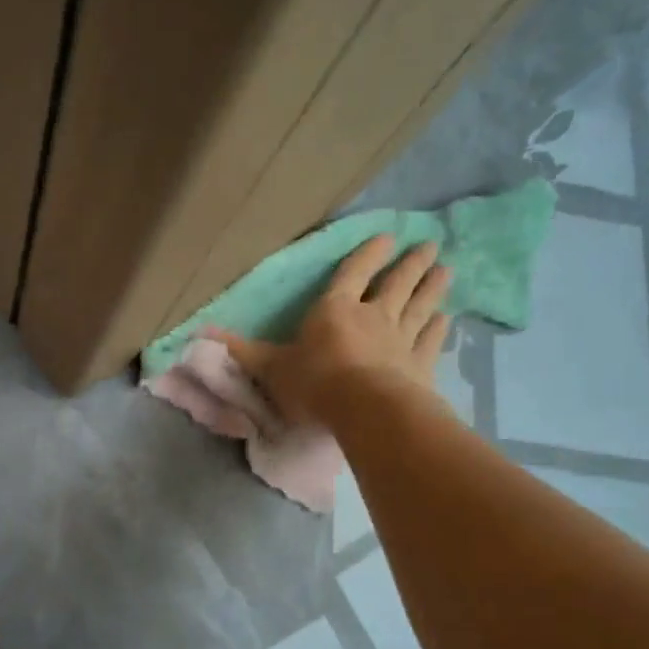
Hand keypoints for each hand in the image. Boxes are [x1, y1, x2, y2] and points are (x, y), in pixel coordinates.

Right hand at [211, 235, 450, 423]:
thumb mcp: (270, 368)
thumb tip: (200, 335)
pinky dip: (439, 328)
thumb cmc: (314, 383)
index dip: (367, 254)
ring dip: (433, 287)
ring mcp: (401, 339)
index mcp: (335, 310)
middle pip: (395, 283)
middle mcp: (372, 316)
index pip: (352, 273)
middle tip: (430, 244)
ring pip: (420, 305)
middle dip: (411, 263)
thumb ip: (242, 351)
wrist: (365, 411)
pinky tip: (447, 318)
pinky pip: (431, 340)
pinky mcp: (420, 365)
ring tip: (446, 268)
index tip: (386, 237)